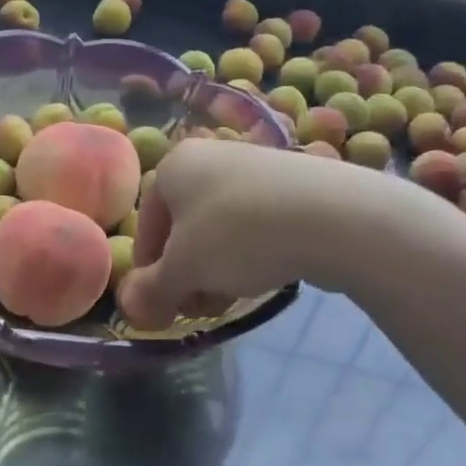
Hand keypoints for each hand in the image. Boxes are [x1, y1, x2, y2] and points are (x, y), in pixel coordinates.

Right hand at [118, 139, 365, 329]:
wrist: (334, 216)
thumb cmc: (237, 235)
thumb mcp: (184, 270)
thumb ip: (153, 290)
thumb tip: (131, 309)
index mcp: (174, 165)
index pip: (146, 224)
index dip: (149, 270)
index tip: (161, 304)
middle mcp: (210, 155)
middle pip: (184, 226)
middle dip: (186, 271)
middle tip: (198, 306)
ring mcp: (254, 167)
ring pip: (220, 227)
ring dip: (216, 268)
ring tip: (231, 297)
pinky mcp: (292, 183)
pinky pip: (255, 222)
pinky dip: (251, 251)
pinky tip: (264, 275)